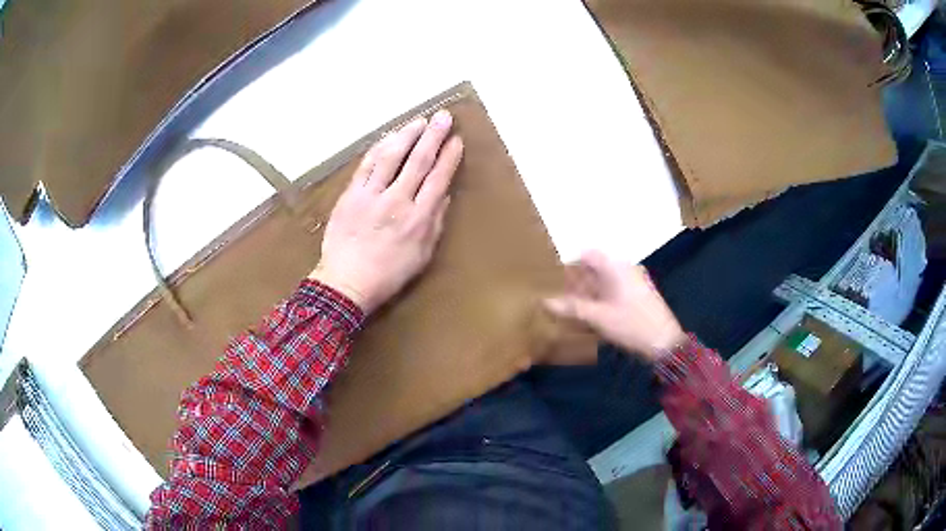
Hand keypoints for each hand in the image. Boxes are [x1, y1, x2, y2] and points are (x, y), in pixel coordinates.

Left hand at [309, 110, 463, 314]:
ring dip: (407, 135)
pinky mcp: (351, 195)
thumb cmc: (389, 274)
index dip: (449, 157)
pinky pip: (367, 165)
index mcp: (419, 219)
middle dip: (433, 136)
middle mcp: (397, 201)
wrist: (346, 283)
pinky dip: (379, 148)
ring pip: (391, 157)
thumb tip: (444, 194)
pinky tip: (389, 137)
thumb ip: (435, 222)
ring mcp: (371, 195)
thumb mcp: (423, 255)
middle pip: (418, 161)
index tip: (457, 140)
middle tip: (443, 116)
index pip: (438, 179)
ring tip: (419, 121)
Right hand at [544, 251, 686, 361]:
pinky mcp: (638, 295)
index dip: (569, 265)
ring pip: (604, 282)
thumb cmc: (631, 324)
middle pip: (595, 269)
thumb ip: (571, 308)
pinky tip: (591, 318)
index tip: (553, 280)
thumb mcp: (598, 317)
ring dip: (587, 294)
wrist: (665, 342)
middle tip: (559, 298)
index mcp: (615, 267)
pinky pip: (613, 291)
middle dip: (576, 283)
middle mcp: (625, 269)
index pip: (587, 255)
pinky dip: (600, 300)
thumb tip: (544, 301)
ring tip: (571, 311)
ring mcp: (633, 282)